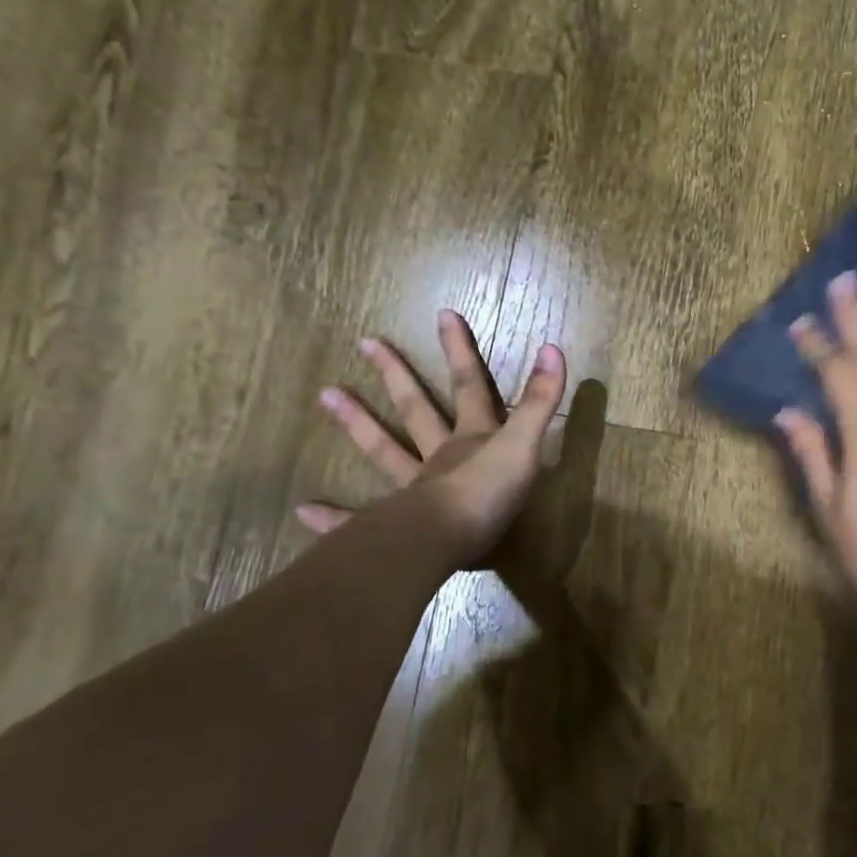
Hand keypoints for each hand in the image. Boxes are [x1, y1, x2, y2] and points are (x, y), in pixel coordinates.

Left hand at [296, 310, 566, 568]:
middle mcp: (439, 456)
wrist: (446, 541)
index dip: (461, 351)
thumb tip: (552, 348)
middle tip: (366, 342)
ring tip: (325, 394)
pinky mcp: (398, 527)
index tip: (444, 315)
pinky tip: (304, 510)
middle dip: (397, 375)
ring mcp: (415, 490)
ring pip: (384, 451)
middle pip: (417, 409)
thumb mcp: (523, 445)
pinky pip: (360, 521)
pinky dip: (334, 518)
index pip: (470, 386)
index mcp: (472, 438)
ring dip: (357, 423)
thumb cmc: (488, 493)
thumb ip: (539, 401)